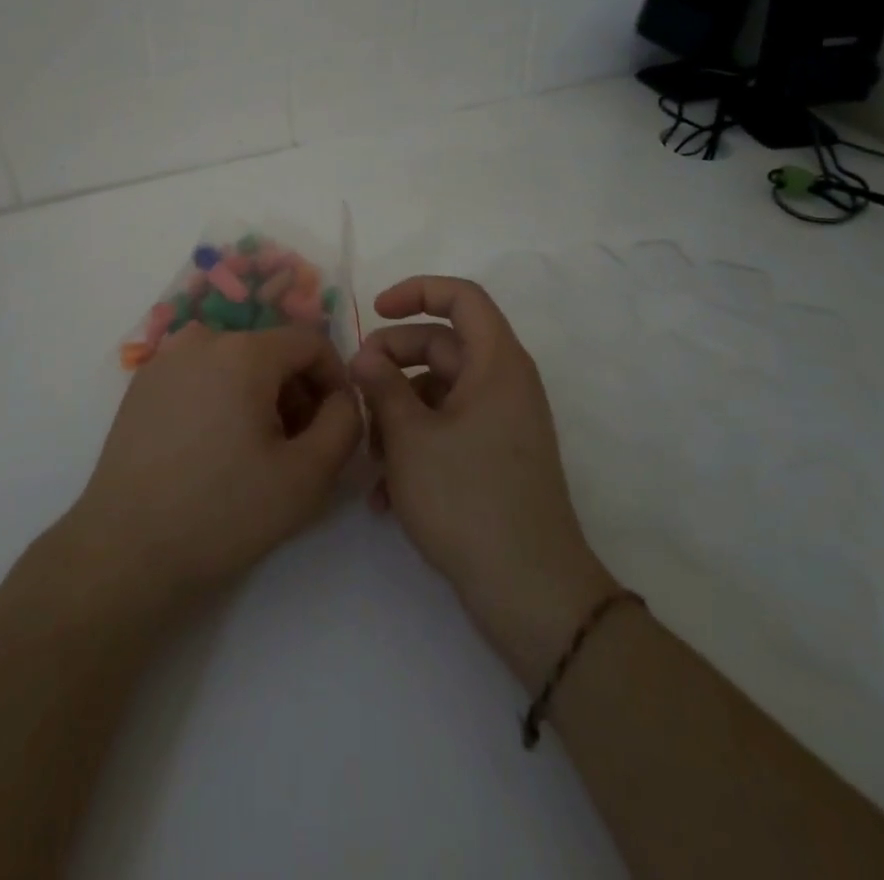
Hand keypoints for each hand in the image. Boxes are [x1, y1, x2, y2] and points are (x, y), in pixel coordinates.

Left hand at [66, 324, 361, 602]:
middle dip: (296, 391)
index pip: (311, 341)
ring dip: (259, 395)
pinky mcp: (142, 383)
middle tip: (298, 446)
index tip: (335, 423)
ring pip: (235, 362)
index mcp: (243, 351)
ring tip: (256, 451)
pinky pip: (201, 374)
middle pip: (271, 350)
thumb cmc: (223, 511)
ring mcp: (166, 358)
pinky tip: (215, 448)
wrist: (126, 549)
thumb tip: (342, 397)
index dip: (334, 379)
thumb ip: (345, 422)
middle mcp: (202, 339)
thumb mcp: (308, 475)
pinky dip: (222, 397)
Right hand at [351, 277, 616, 687]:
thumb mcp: (411, 438)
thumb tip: (364, 356)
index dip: (417, 291)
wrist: (529, 591)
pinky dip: (416, 444)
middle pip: (441, 346)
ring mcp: (501, 423)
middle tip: (354, 387)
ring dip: (398, 412)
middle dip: (392, 362)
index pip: (462, 297)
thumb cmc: (468, 499)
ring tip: (368, 453)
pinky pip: (448, 429)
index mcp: (496, 363)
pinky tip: (383, 491)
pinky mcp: (494, 458)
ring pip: (439, 392)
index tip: (375, 310)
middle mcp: (504, 384)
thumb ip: (382, 386)